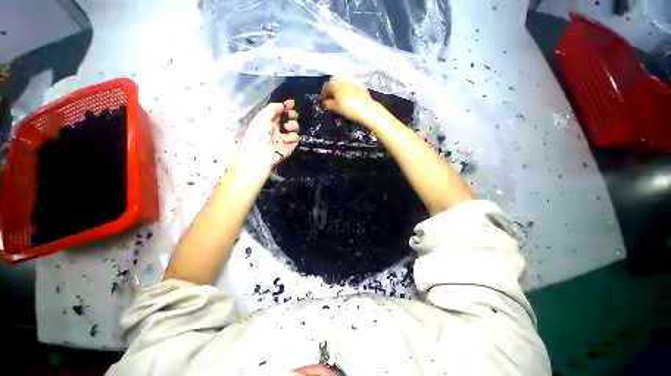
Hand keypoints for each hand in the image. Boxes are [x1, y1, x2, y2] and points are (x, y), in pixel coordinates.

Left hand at [235, 99, 299, 170]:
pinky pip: (295, 137)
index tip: (291, 103)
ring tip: (287, 127)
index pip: (279, 111)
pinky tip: (285, 139)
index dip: (285, 106)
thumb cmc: (257, 134)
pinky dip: (291, 136)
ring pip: (295, 127)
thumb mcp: (262, 118)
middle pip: (289, 118)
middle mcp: (277, 128)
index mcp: (269, 120)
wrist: (260, 154)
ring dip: (292, 125)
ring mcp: (284, 136)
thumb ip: (273, 109)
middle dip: (292, 114)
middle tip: (291, 114)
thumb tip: (283, 105)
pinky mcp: (290, 145)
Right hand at [321, 77, 377, 124]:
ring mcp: (352, 81)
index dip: (323, 95)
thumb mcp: (336, 108)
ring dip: (339, 90)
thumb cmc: (348, 108)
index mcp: (334, 83)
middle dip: (331, 91)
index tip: (323, 101)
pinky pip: (350, 86)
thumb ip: (328, 104)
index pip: (325, 87)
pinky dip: (347, 91)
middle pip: (334, 83)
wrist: (366, 109)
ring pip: (342, 84)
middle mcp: (342, 79)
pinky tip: (349, 98)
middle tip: (331, 100)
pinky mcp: (360, 85)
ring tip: (339, 99)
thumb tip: (325, 103)